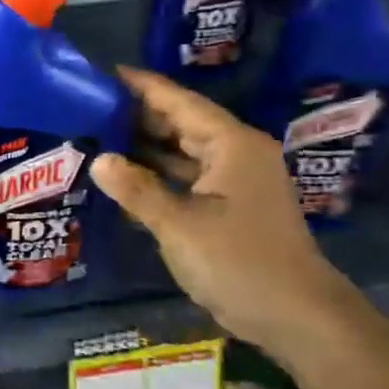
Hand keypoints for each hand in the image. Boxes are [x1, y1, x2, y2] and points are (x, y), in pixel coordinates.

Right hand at [92, 66, 354, 349]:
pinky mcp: (232, 207)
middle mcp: (237, 154)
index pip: (181, 102)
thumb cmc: (239, 261)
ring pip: (185, 152)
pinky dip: (160, 174)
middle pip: (184, 123)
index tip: (107, 72)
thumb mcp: (180, 225)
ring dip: (148, 146)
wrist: (295, 315)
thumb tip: (99, 160)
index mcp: (232, 145)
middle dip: (141, 115)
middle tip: (93, 107)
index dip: (144, 87)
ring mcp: (237, 182)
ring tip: (101, 136)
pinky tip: (128, 177)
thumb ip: (138, 190)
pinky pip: (189, 178)